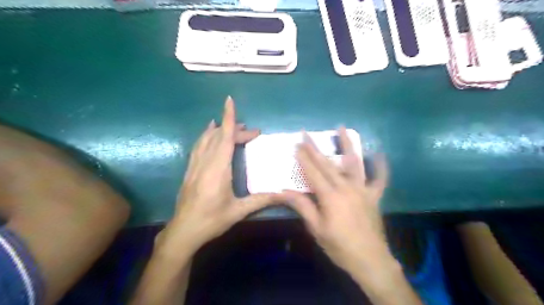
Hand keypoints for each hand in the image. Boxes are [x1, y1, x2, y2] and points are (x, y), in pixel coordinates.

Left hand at [157, 97, 284, 252]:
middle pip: (219, 137)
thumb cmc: (212, 220)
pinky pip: (198, 146)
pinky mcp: (190, 170)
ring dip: (219, 130)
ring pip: (206, 139)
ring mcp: (195, 165)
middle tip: (253, 133)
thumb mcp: (238, 211)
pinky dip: (206, 136)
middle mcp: (205, 163)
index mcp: (218, 169)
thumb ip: (262, 200)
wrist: (183, 231)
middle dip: (235, 129)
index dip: (228, 118)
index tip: (230, 101)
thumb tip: (284, 195)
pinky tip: (209, 134)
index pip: (224, 137)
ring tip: (232, 125)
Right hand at [285, 128, 391, 273]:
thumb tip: (283, 192)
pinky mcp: (374, 196)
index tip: (296, 144)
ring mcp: (363, 190)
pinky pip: (380, 179)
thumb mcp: (317, 228)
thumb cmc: (339, 246)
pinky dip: (381, 166)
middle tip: (306, 133)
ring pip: (354, 163)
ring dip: (347, 145)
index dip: (303, 158)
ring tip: (342, 128)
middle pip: (328, 164)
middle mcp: (346, 188)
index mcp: (330, 197)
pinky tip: (380, 154)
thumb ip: (302, 206)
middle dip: (315, 148)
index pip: (313, 172)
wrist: (370, 260)